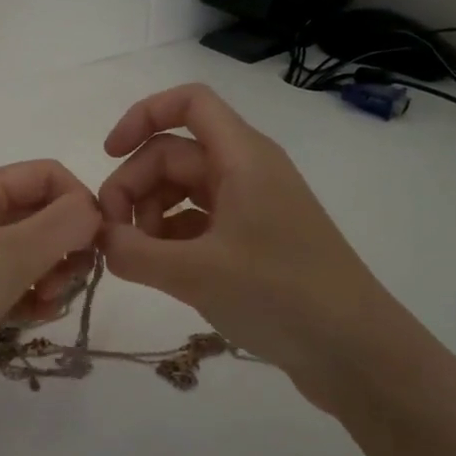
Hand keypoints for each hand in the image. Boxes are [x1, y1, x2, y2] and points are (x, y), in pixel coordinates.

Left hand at [0, 161, 100, 424]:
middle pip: (39, 215)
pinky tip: (33, 318)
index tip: (98, 244)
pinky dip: (29, 297)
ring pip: (28, 254)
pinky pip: (10, 285)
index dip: (78, 201)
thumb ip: (64, 224)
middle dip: (65, 245)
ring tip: (47, 303)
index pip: (45, 175)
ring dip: (50, 275)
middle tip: (69, 280)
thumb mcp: (12, 253)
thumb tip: (95, 209)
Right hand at [97, 84, 391, 389]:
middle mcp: (247, 172)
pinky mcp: (253, 242)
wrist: (355, 351)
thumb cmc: (279, 295)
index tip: (108, 154)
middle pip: (174, 153)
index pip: (189, 103)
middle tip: (113, 235)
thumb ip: (133, 252)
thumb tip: (100, 239)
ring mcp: (252, 208)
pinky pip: (198, 223)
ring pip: (183, 190)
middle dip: (135, 185)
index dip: (142, 116)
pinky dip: (170, 238)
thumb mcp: (195, 273)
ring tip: (135, 258)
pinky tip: (157, 270)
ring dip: (149, 215)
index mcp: (242, 157)